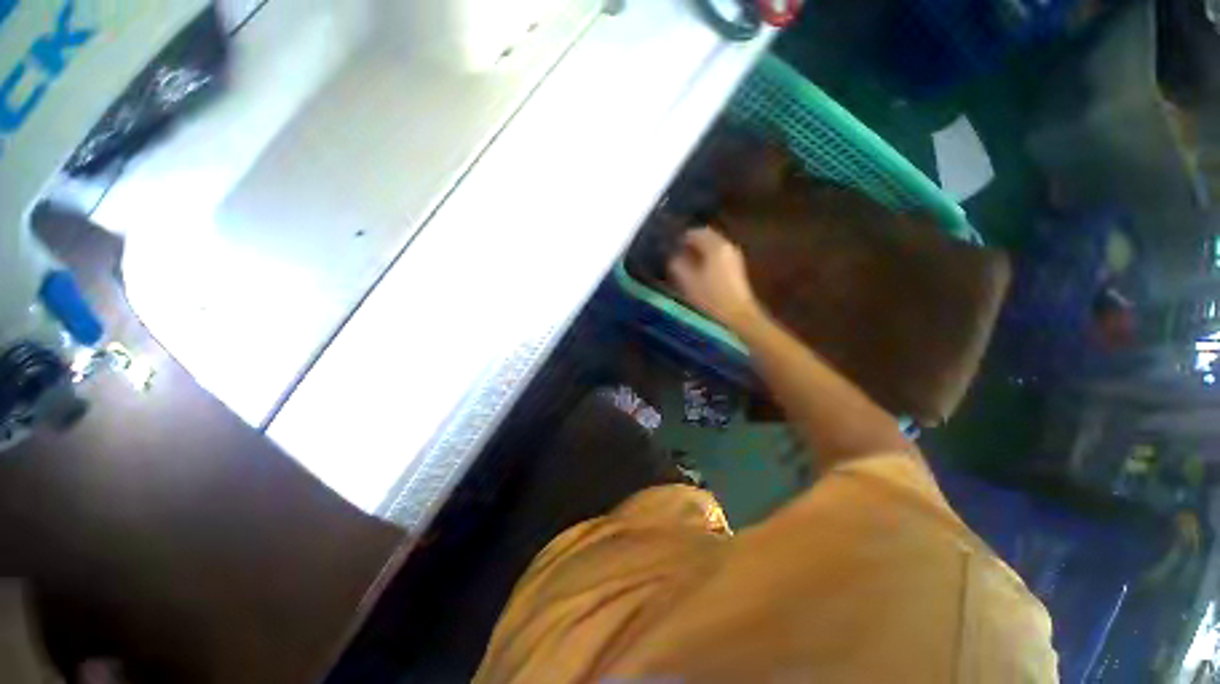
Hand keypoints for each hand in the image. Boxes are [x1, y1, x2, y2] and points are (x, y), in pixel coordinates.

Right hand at [667, 227, 760, 333]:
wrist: (737, 318)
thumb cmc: (710, 299)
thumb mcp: (687, 281)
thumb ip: (677, 264)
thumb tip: (672, 256)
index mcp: (716, 246)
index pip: (696, 232)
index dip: (681, 238)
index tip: (669, 247)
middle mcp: (728, 247)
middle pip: (706, 239)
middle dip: (690, 246)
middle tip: (674, 256)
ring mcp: (734, 259)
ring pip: (712, 249)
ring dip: (698, 254)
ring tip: (683, 266)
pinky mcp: (736, 271)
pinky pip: (717, 259)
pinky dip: (706, 262)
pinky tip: (697, 275)